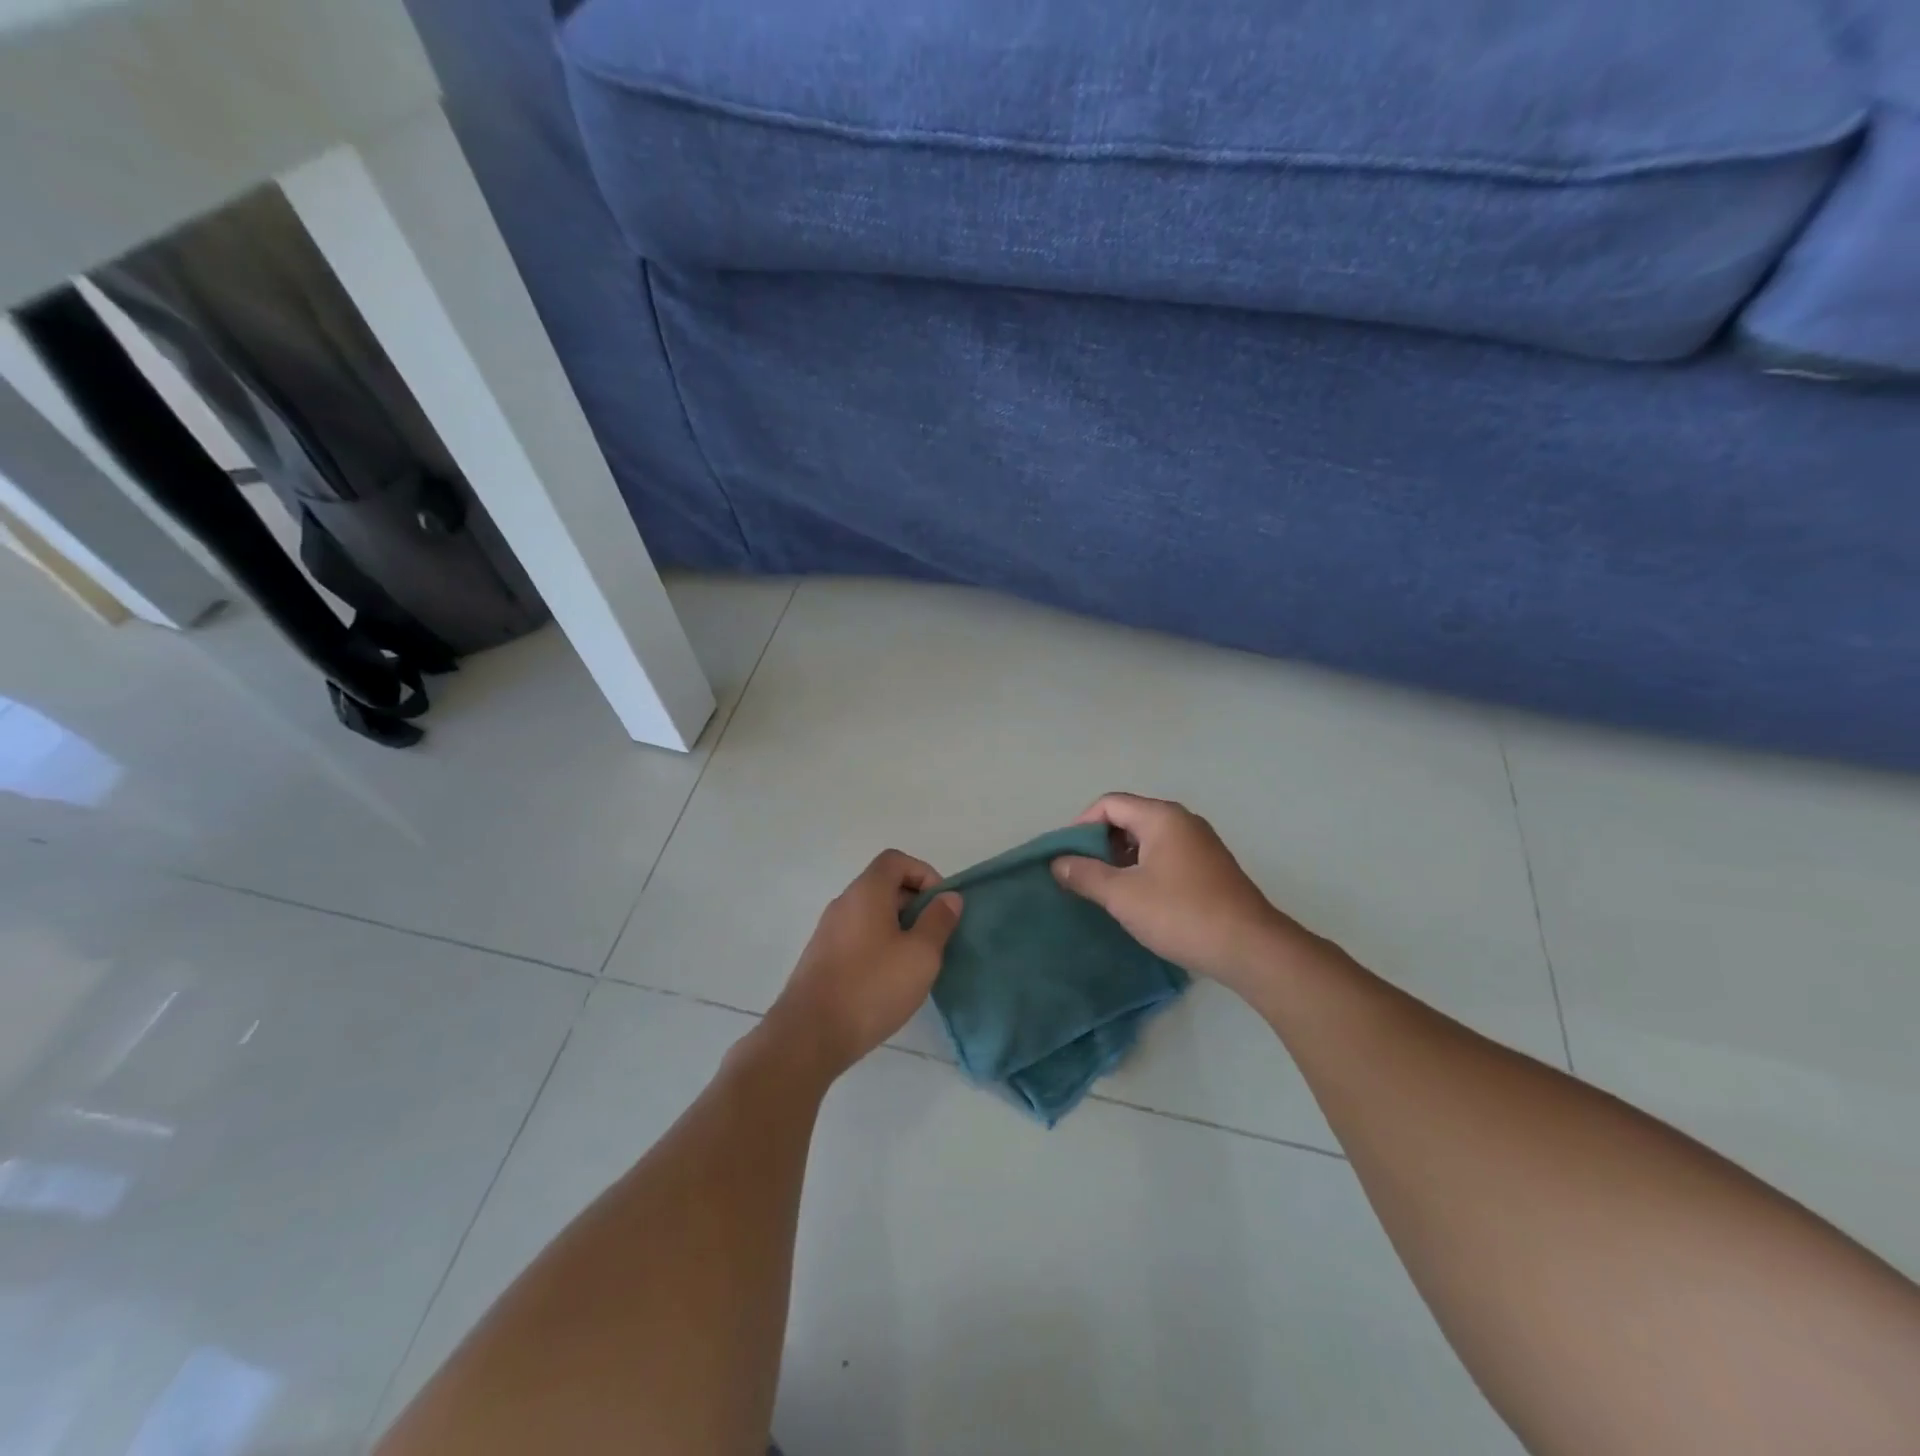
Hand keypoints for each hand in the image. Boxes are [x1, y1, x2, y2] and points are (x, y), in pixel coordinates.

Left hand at [763, 850, 962, 1079]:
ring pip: (871, 914)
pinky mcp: (821, 958)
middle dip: (915, 903)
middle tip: (935, 936)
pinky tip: (889, 980)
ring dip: (898, 927)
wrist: (809, 1035)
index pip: (895, 860)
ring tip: (916, 961)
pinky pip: (857, 936)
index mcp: (866, 892)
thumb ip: (938, 921)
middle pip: (883, 885)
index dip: (924, 873)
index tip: (941, 904)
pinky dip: (879, 945)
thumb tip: (949, 897)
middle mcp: (843, 903)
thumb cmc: (872, 987)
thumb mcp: (920, 955)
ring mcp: (828, 931)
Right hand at [1052, 793, 1305, 986]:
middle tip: (1082, 874)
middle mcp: (1183, 821)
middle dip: (1100, 842)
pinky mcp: (1211, 867)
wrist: (1250, 948)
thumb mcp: (1123, 895)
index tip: (1066, 857)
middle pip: (1129, 817)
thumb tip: (1058, 863)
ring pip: (1148, 838)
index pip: (1109, 804)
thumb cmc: (1181, 914)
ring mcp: (1201, 843)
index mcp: (1161, 817)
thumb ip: (1086, 875)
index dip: (1081, 826)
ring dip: (1121, 858)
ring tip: (1105, 889)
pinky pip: (1166, 854)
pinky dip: (1144, 868)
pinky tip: (1138, 898)